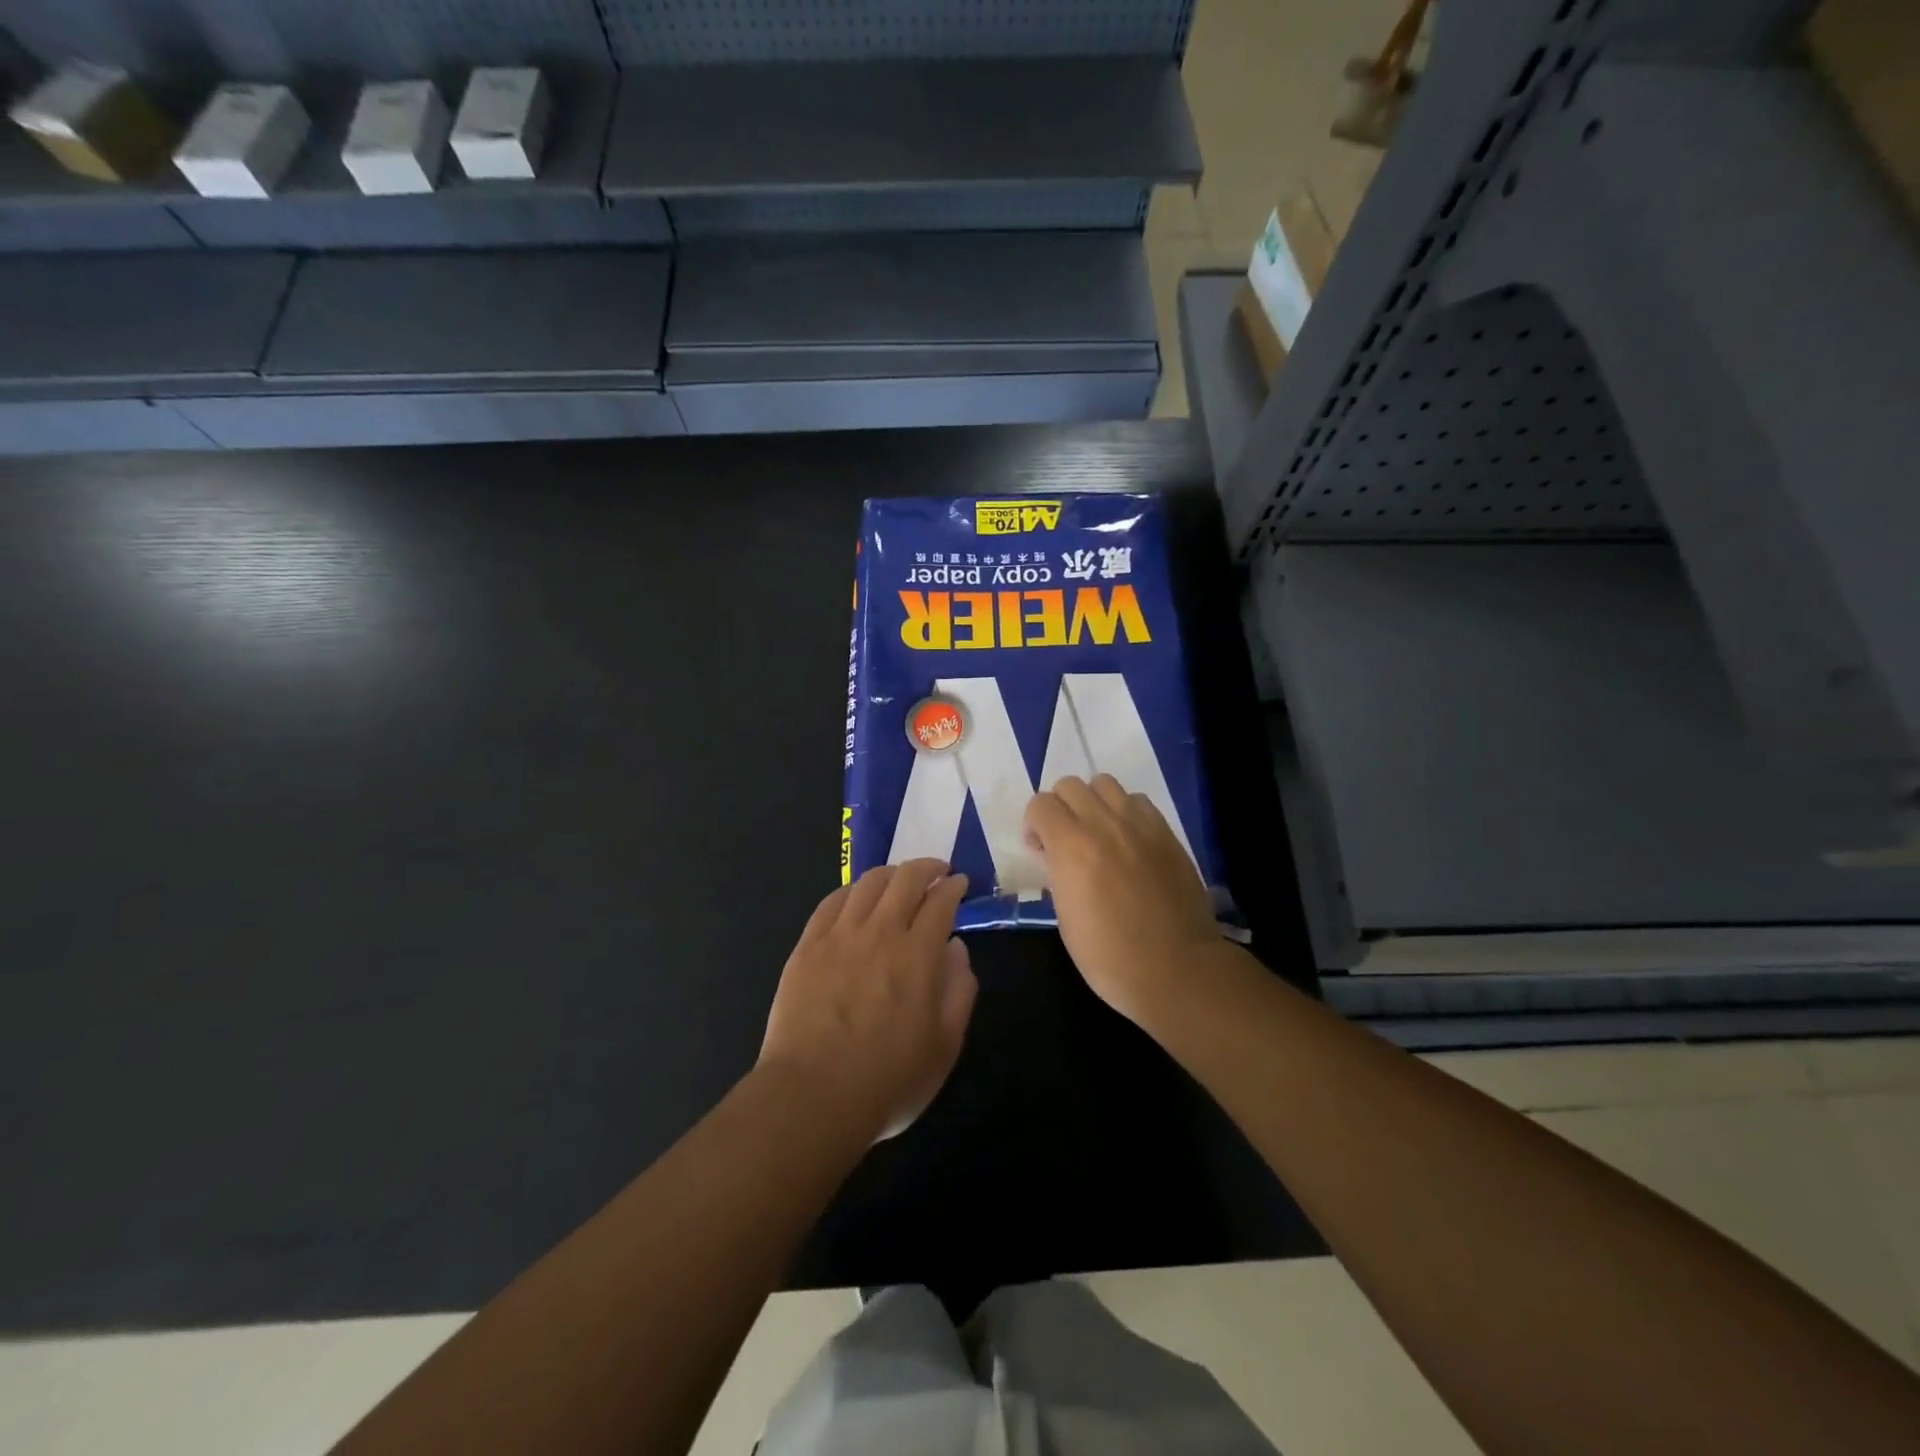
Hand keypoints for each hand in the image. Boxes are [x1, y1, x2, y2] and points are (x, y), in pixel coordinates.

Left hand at [759, 860, 977, 1141]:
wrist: (812, 1097)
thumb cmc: (888, 1080)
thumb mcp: (945, 1046)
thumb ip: (960, 991)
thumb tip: (956, 948)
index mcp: (918, 954)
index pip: (940, 901)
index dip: (953, 886)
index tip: (960, 884)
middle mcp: (880, 932)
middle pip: (905, 878)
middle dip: (927, 867)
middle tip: (936, 871)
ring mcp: (839, 936)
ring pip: (867, 883)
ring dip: (890, 873)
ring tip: (898, 880)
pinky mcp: (807, 946)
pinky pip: (831, 902)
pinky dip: (851, 891)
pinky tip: (856, 897)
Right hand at [1024, 775, 1221, 1024]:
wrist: (1176, 969)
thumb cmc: (1109, 955)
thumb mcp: (1065, 917)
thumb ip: (1056, 873)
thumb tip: (1053, 854)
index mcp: (1071, 846)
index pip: (1040, 803)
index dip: (1034, 824)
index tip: (1039, 849)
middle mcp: (1104, 823)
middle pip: (1071, 784)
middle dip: (1060, 807)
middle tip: (1065, 839)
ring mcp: (1139, 824)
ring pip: (1105, 783)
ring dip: (1093, 802)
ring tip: (1098, 833)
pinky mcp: (1166, 833)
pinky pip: (1138, 802)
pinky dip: (1125, 812)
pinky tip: (1128, 840)